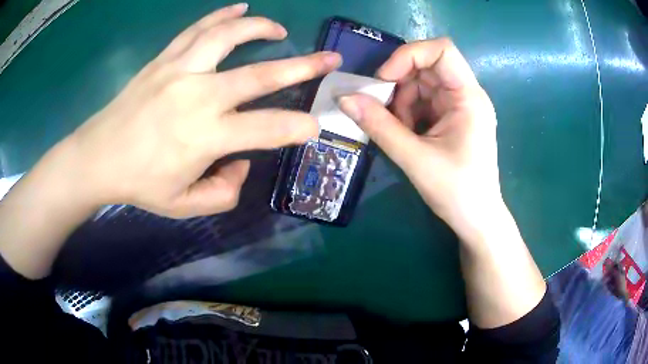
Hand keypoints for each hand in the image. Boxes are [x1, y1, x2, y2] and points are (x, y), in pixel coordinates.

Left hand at [63, 3, 340, 217]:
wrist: (98, 157)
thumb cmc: (139, 184)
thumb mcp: (184, 206)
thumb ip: (223, 192)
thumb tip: (241, 162)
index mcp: (205, 137)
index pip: (267, 129)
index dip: (298, 127)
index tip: (313, 127)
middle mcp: (198, 96)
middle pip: (260, 74)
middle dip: (304, 66)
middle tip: (330, 59)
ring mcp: (180, 71)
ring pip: (228, 37)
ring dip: (260, 28)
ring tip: (280, 29)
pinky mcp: (164, 60)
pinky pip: (198, 29)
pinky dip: (222, 16)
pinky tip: (240, 8)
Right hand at [339, 38, 499, 239]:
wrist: (476, 220)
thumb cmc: (457, 192)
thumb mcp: (415, 159)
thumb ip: (379, 126)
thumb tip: (343, 98)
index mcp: (469, 97)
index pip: (441, 50)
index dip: (409, 56)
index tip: (384, 80)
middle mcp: (466, 94)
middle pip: (426, 67)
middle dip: (399, 84)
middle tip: (380, 110)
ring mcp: (459, 106)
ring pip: (421, 84)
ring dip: (401, 102)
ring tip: (396, 131)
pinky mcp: (452, 118)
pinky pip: (423, 101)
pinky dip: (407, 112)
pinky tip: (405, 134)